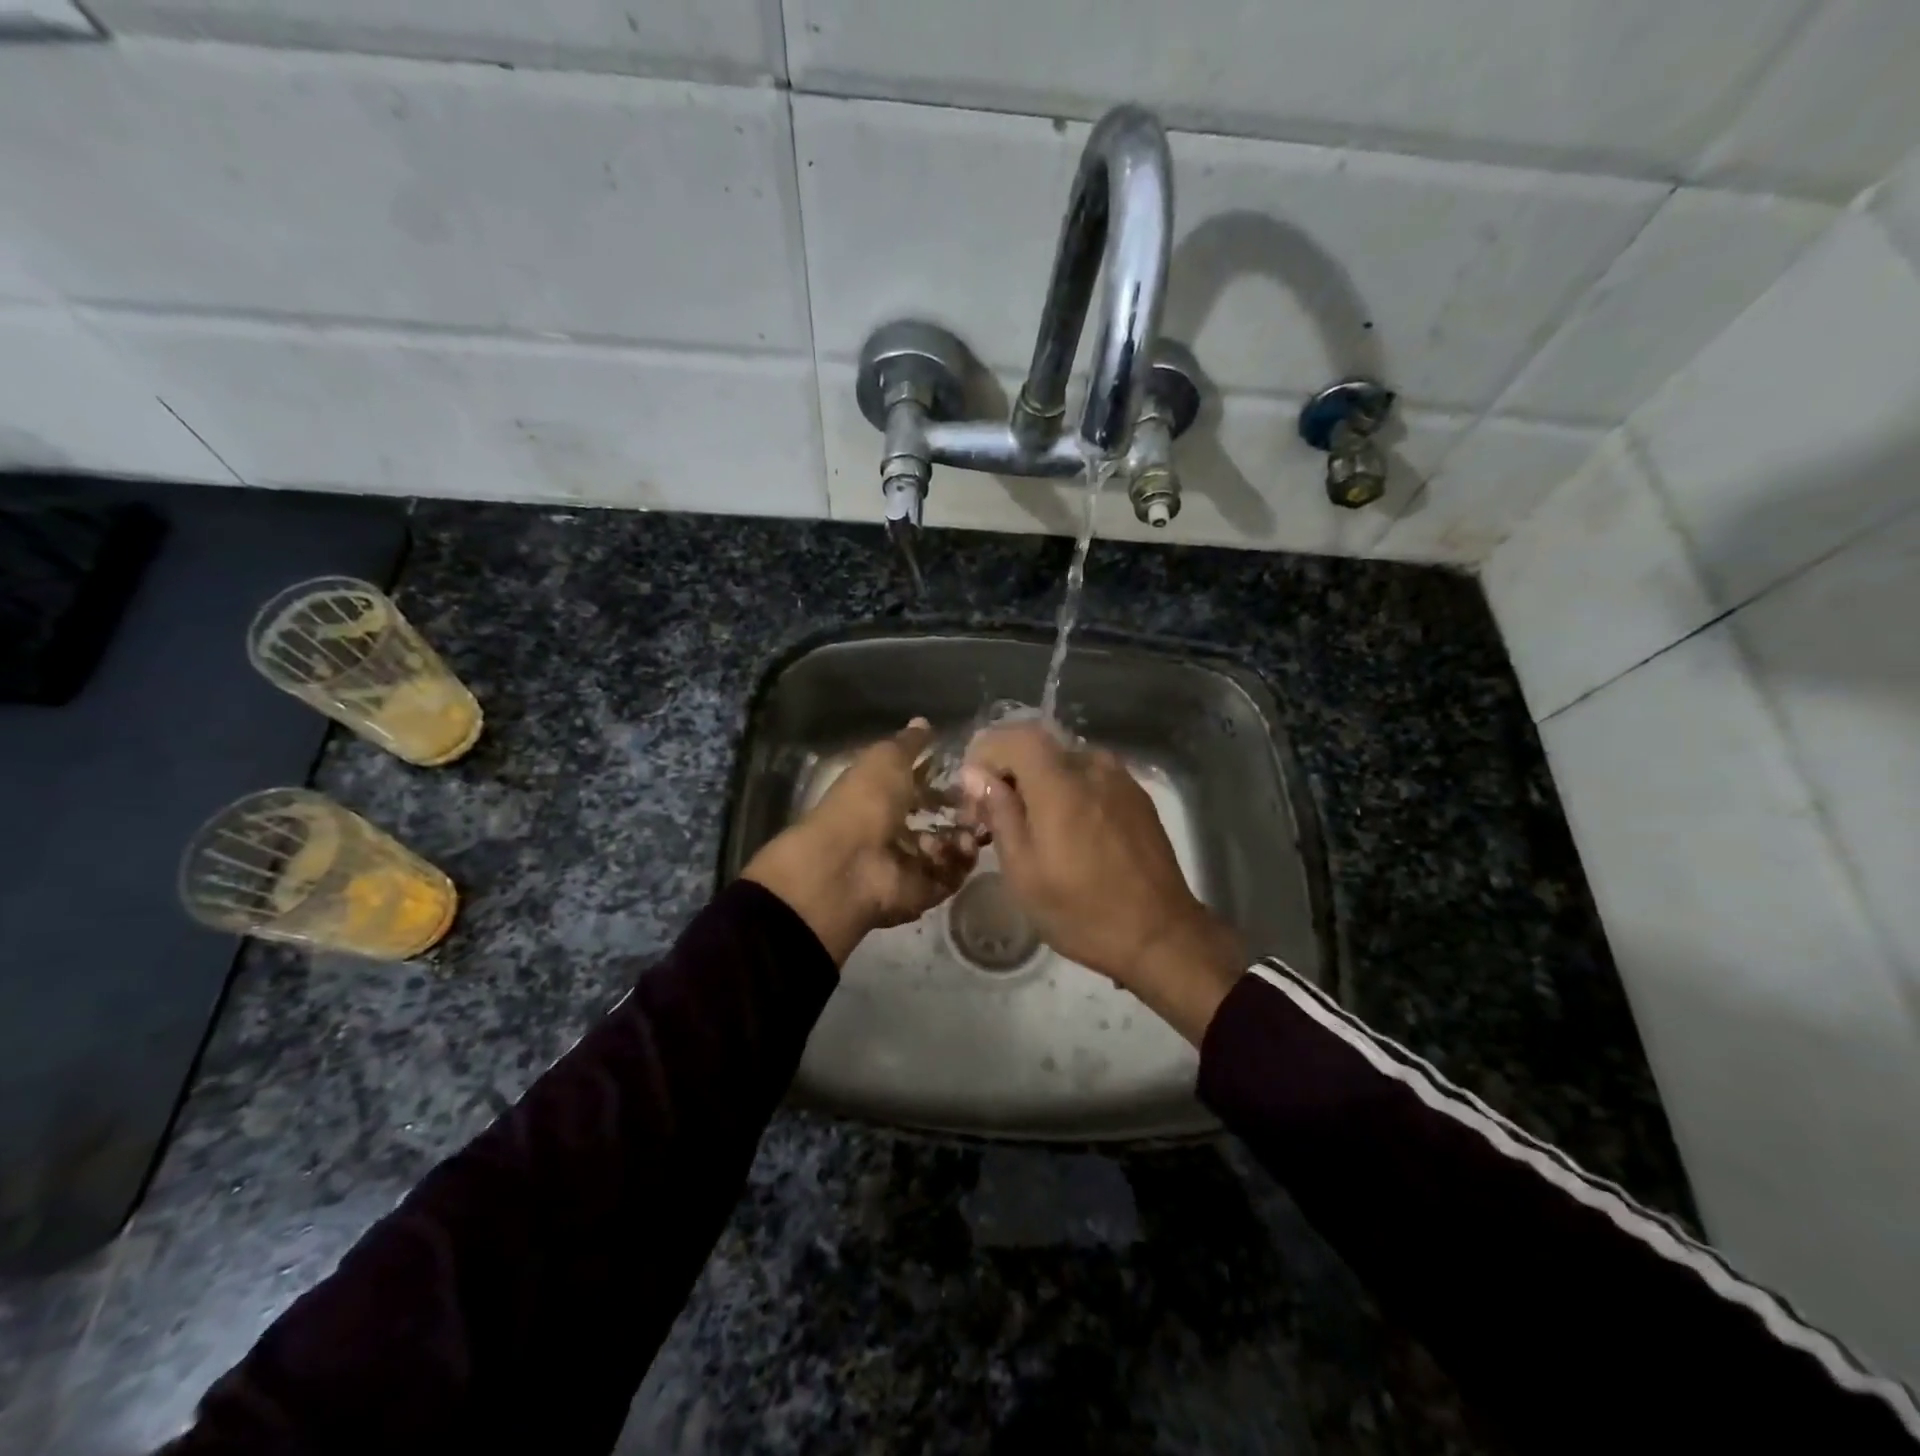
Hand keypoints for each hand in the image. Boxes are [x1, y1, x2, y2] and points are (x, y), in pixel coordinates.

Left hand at [744, 718, 977, 964]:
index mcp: (880, 798)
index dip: (942, 781)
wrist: (850, 864)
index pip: (918, 788)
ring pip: (950, 849)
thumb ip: (909, 744)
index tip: (970, 773)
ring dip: (964, 836)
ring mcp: (908, 864)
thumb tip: (923, 722)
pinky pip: (951, 876)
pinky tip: (961, 847)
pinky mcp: (922, 892)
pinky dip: (959, 862)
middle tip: (982, 803)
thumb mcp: (886, 759)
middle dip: (964, 811)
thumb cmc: (866, 802)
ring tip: (970, 828)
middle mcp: (894, 831)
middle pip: (939, 821)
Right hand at [959, 723, 1243, 1043]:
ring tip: (1031, 826)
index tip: (973, 790)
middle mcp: (1092, 766)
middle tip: (994, 814)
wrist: (1161, 934)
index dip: (985, 752)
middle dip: (1008, 770)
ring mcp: (1120, 778)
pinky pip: (1090, 776)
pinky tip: (1067, 831)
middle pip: (1038, 746)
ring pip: (1064, 761)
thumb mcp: (1023, 871)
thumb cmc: (1081, 910)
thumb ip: (999, 813)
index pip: (1013, 735)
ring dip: (1038, 781)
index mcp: (1060, 782)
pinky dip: (1067, 790)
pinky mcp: (1137, 795)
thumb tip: (977, 775)